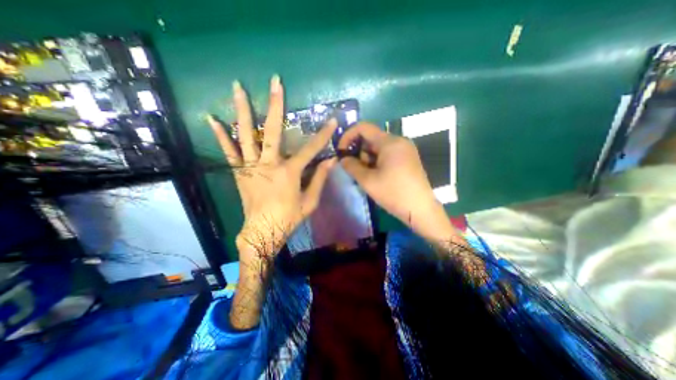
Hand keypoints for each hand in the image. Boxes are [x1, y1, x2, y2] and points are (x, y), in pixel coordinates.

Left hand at [207, 78, 336, 261]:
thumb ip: (320, 179)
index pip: (311, 149)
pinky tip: (212, 119)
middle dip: (275, 105)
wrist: (262, 232)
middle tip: (275, 82)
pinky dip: (220, 135)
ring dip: (242, 110)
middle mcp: (269, 164)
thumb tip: (331, 162)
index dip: (323, 134)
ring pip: (245, 134)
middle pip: (272, 130)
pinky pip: (228, 152)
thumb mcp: (310, 202)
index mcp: (289, 172)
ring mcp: (250, 167)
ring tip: (237, 87)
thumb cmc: (289, 218)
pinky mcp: (239, 173)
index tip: (332, 120)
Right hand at [339, 123, 459, 243]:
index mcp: (390, 142)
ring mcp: (405, 149)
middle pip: (371, 138)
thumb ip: (351, 166)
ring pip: (378, 147)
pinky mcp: (408, 158)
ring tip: (367, 176)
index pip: (364, 127)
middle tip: (355, 169)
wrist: (420, 210)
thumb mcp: (368, 180)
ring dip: (368, 159)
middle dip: (359, 151)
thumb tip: (343, 159)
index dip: (348, 136)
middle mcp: (399, 141)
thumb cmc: (393, 193)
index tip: (341, 151)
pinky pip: (387, 154)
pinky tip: (377, 176)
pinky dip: (377, 161)